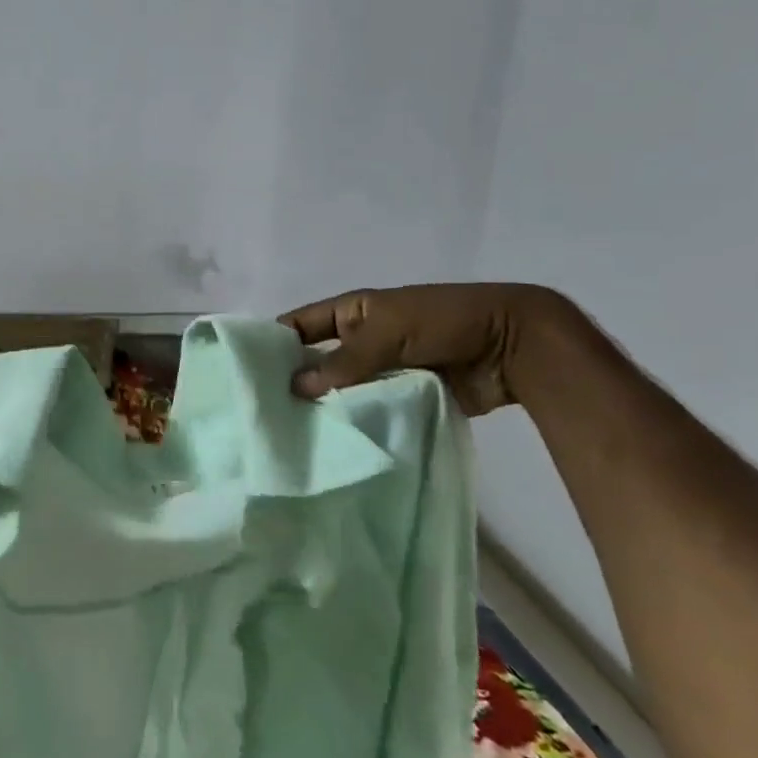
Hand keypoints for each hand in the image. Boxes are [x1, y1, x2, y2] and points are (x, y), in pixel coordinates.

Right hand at [278, 284, 576, 416]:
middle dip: (294, 382)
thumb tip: (293, 387)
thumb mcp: (386, 332)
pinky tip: (329, 445)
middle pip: (315, 361)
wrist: (512, 347)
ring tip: (290, 436)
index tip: (245, 374)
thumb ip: (341, 361)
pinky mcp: (401, 398)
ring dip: (323, 408)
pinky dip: (353, 422)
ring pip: (340, 390)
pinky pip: (368, 410)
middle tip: (261, 414)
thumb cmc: (443, 322)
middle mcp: (358, 341)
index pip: (298, 325)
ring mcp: (380, 371)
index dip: (272, 344)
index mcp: (351, 313)